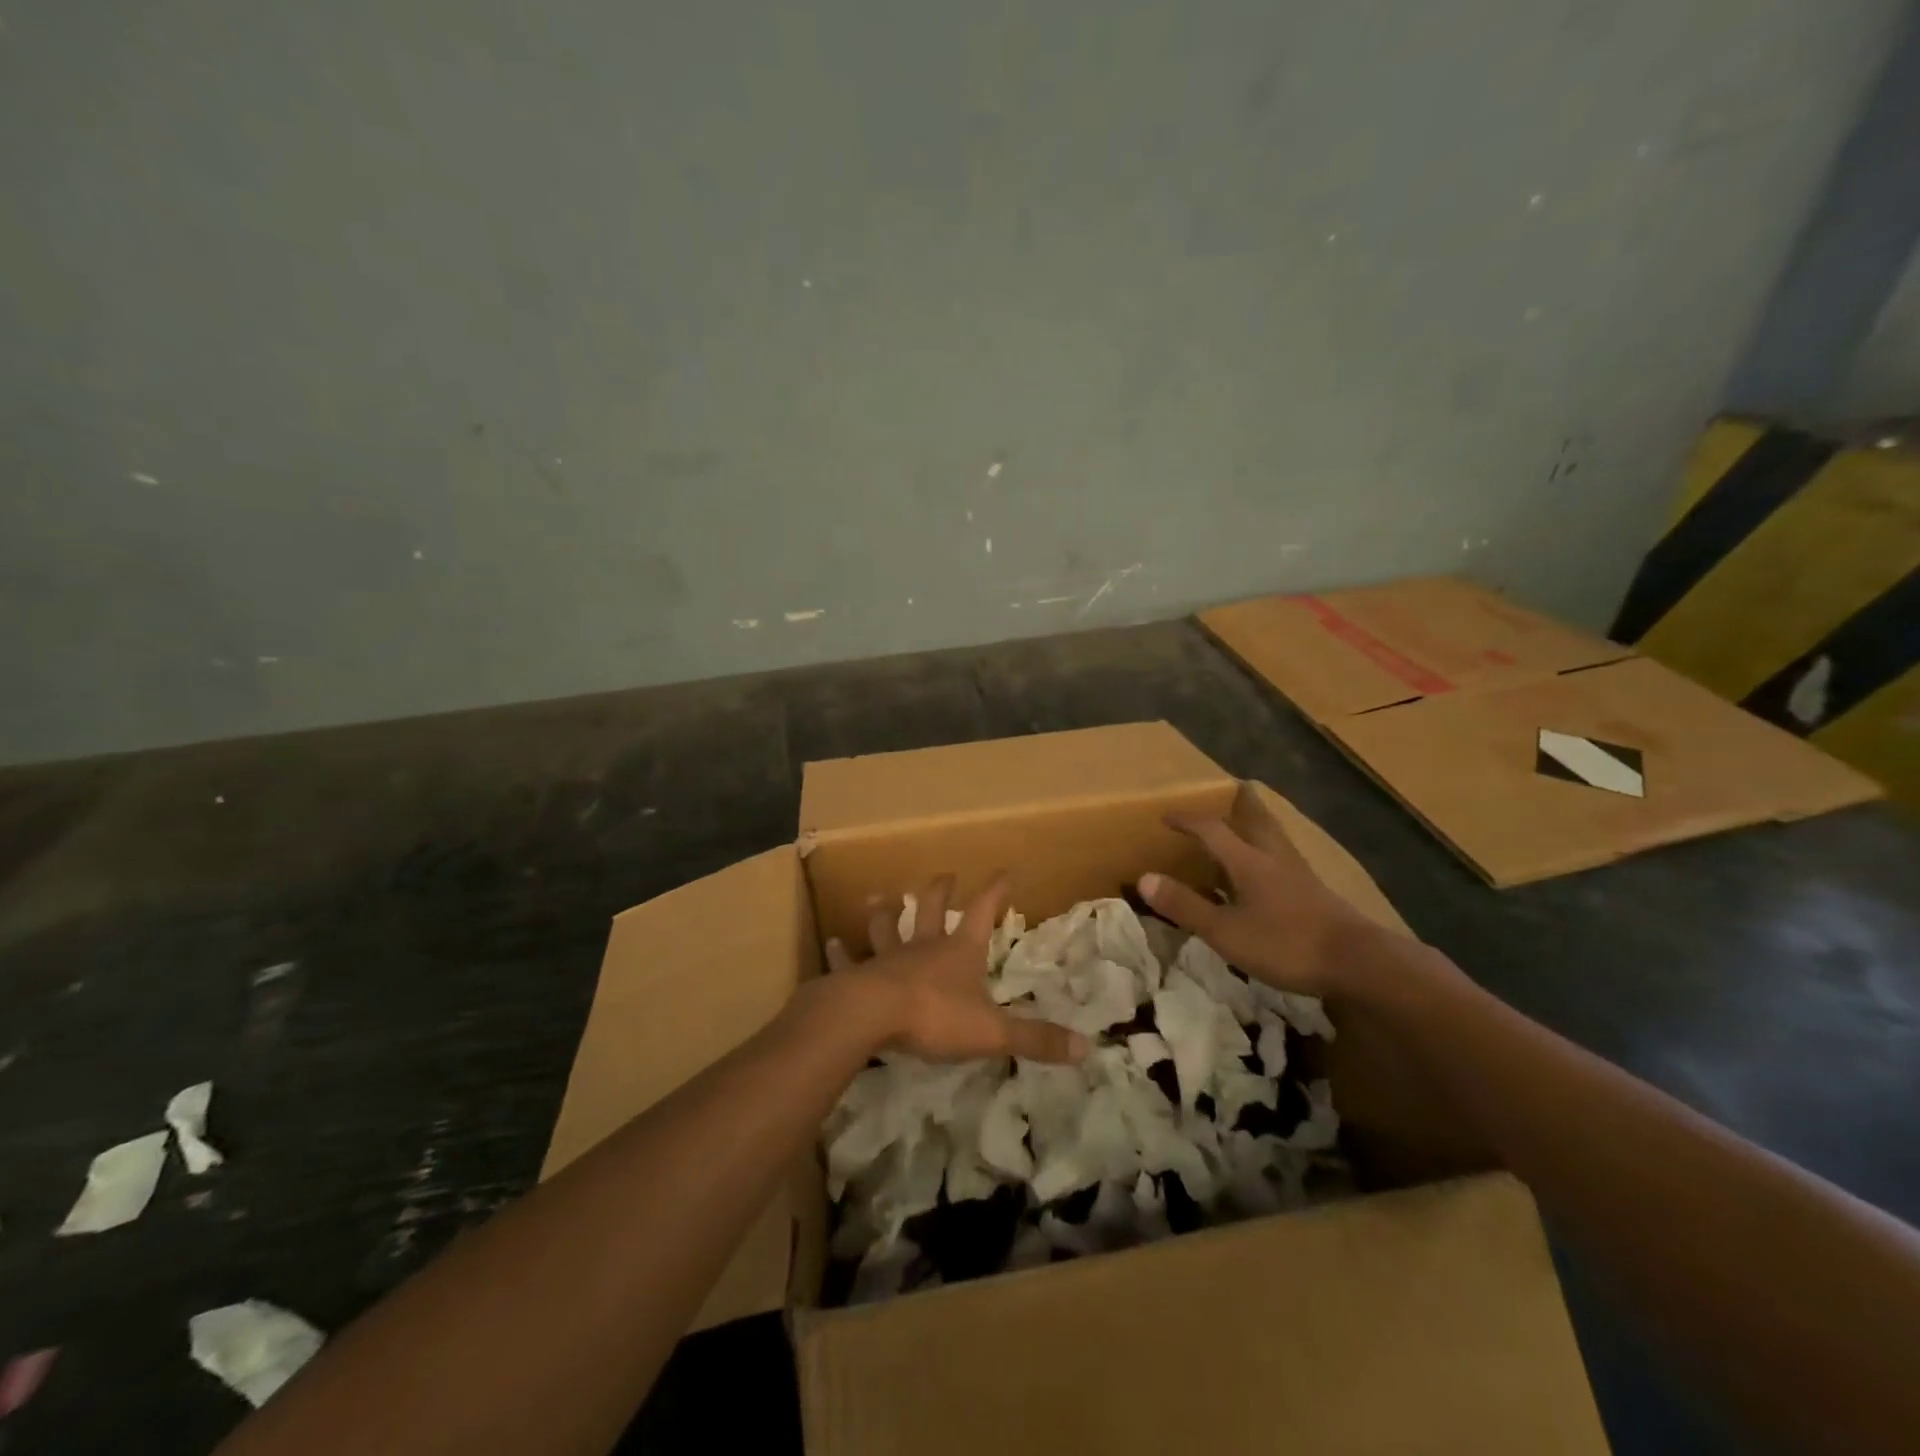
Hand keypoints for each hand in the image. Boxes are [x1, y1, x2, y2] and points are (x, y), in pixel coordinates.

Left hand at [825, 873, 1087, 1064]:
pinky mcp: (858, 976)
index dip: (996, 891)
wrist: (873, 1016)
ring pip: (886, 926)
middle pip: (932, 909)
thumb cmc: (935, 1017)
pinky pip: (848, 961)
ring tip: (878, 895)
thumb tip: (1087, 1047)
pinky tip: (830, 943)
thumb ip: (1036, 1039)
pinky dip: (839, 952)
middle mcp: (924, 946)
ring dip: (884, 911)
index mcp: (959, 951)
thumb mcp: (993, 1031)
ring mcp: (888, 958)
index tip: (1005, 870)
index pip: (984, 911)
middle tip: (945, 875)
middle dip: (941, 891)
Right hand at [1136, 788, 1380, 999]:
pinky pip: (1285, 862)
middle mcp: (1274, 859)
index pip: (1211, 829)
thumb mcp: (1225, 930)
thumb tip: (1144, 877)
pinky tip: (1270, 873)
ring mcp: (1299, 876)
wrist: (1358, 962)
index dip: (1187, 821)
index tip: (1166, 816)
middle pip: (1255, 822)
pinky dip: (1269, 855)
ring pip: (1274, 840)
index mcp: (1248, 861)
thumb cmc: (1285, 943)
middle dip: (1239, 807)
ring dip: (1257, 828)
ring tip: (1247, 828)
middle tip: (1230, 794)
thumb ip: (1185, 905)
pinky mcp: (1316, 895)